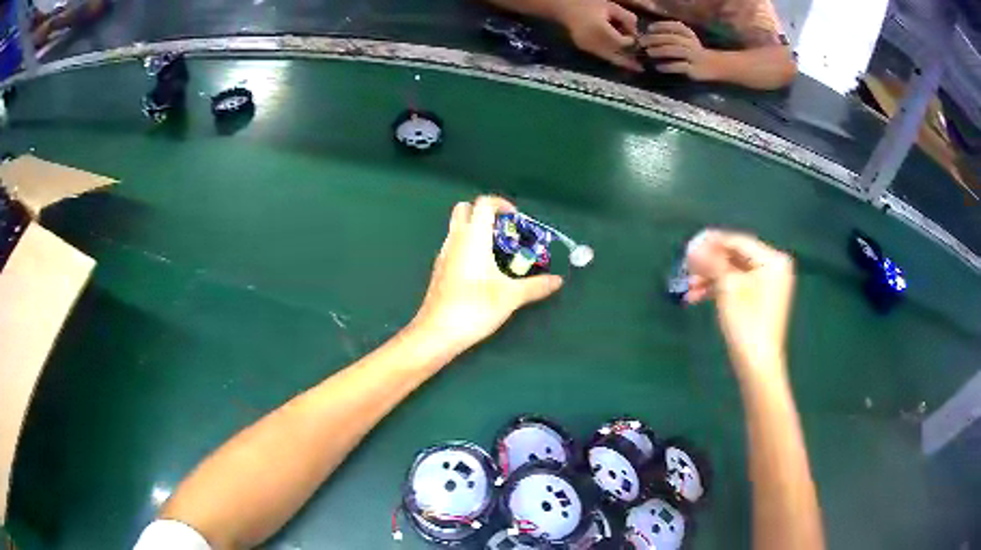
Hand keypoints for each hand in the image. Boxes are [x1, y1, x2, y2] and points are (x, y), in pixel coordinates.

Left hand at [411, 196, 563, 352]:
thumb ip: (536, 286)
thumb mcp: (511, 296)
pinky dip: (468, 246)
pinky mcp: (439, 270)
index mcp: (473, 237)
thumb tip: (558, 280)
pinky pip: (454, 246)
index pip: (483, 203)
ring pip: (457, 228)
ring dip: (476, 230)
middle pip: (464, 209)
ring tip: (499, 252)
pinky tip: (483, 270)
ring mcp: (444, 254)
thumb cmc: (474, 307)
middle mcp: (455, 240)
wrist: (437, 332)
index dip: (501, 204)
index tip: (517, 219)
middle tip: (505, 232)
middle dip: (485, 213)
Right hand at [555, 0, 643, 71]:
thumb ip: (626, 18)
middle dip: (628, 61)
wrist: (564, 7)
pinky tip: (617, 55)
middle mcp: (593, 41)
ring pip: (607, 58)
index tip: (634, 37)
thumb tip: (635, 31)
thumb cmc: (587, 3)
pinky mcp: (582, 47)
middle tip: (640, 68)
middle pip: (615, 56)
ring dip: (619, 61)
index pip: (621, 42)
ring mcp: (586, 46)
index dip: (630, 42)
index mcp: (600, 30)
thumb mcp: (611, 6)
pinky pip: (600, 55)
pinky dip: (610, 56)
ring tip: (632, 66)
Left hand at [639, 21, 721, 80]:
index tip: (648, 29)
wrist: (712, 66)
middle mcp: (691, 43)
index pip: (674, 26)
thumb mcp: (684, 39)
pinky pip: (680, 67)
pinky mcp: (694, 70)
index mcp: (688, 33)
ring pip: (676, 51)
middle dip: (655, 39)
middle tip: (642, 42)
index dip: (660, 26)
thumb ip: (670, 35)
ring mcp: (693, 56)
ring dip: (660, 51)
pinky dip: (668, 66)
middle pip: (672, 38)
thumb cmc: (692, 51)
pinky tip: (658, 67)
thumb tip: (647, 35)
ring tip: (649, 52)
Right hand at [684, 230, 793, 377]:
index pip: (738, 242)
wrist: (757, 364)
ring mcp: (768, 284)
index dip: (712, 242)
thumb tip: (693, 246)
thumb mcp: (727, 287)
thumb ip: (711, 262)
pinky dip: (718, 289)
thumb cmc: (746, 323)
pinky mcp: (760, 299)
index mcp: (773, 260)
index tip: (688, 245)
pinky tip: (696, 297)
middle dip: (709, 264)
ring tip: (688, 287)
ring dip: (709, 278)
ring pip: (733, 273)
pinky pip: (737, 286)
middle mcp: (774, 268)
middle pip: (735, 257)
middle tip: (686, 267)